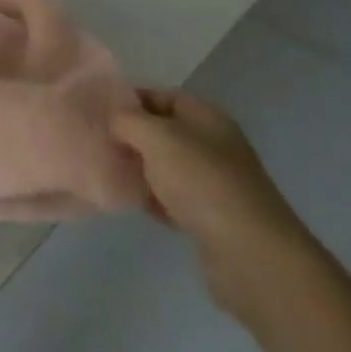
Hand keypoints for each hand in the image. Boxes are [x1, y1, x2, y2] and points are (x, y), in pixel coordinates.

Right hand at [112, 91, 323, 325]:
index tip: (98, 112)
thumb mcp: (154, 136)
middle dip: (131, 136)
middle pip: (163, 132)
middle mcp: (214, 145)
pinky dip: (154, 199)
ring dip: (140, 170)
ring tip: (109, 171)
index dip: (129, 100)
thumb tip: (113, 120)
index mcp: (206, 117)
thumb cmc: (202, 182)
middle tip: (98, 142)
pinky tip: (133, 202)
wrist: (252, 257)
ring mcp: (216, 184)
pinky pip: (174, 199)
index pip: (161, 95)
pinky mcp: (213, 220)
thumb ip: (126, 119)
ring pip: (167, 167)